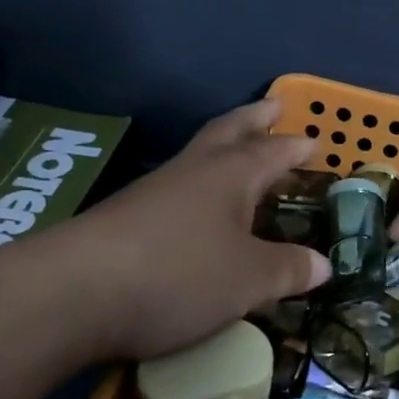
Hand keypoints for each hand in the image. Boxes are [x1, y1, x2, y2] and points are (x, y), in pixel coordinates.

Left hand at [70, 101, 329, 360]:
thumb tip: (323, 264)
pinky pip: (175, 187)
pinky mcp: (126, 215)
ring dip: (223, 147)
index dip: (296, 146)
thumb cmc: (179, 274)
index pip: (273, 151)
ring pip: (197, 155)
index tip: (315, 140)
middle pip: (229, 131)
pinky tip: (196, 207)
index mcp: (231, 174)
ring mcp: (154, 190)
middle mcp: (194, 171)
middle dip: (254, 119)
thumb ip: (288, 269)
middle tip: (273, 106)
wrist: (74, 293)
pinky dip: (197, 185)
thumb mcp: (248, 279)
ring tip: (238, 154)